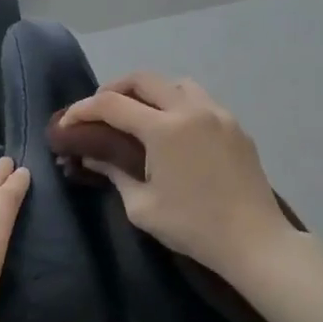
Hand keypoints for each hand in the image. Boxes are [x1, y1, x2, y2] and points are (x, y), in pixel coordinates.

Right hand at [60, 72, 301, 277]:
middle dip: (115, 89)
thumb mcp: (142, 207)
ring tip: (139, 116)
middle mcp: (191, 110)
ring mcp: (218, 115)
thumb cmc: (193, 227)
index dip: (83, 109)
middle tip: (100, 112)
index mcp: (164, 129)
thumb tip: (92, 157)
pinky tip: (173, 132)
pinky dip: (177, 104)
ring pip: (176, 84)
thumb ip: (114, 173)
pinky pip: (200, 101)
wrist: (254, 242)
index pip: (112, 105)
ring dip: (151, 92)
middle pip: (144, 79)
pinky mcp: (236, 126)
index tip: (67, 122)